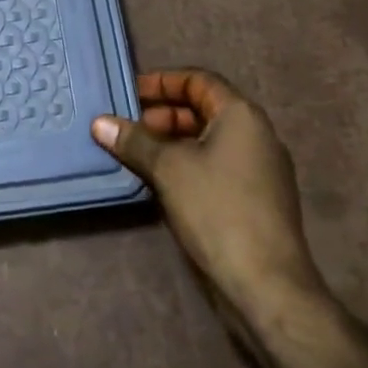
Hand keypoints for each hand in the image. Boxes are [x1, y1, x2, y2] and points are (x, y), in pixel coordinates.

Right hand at [93, 69, 326, 315]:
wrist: (268, 288)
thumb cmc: (218, 210)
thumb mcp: (168, 168)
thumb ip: (134, 140)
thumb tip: (99, 122)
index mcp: (241, 114)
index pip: (198, 80)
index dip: (162, 82)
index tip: (130, 94)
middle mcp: (256, 134)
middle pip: (203, 109)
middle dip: (163, 115)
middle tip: (128, 127)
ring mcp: (260, 169)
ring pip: (208, 140)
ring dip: (172, 143)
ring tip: (136, 154)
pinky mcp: (257, 200)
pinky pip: (216, 166)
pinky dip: (188, 165)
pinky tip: (160, 182)